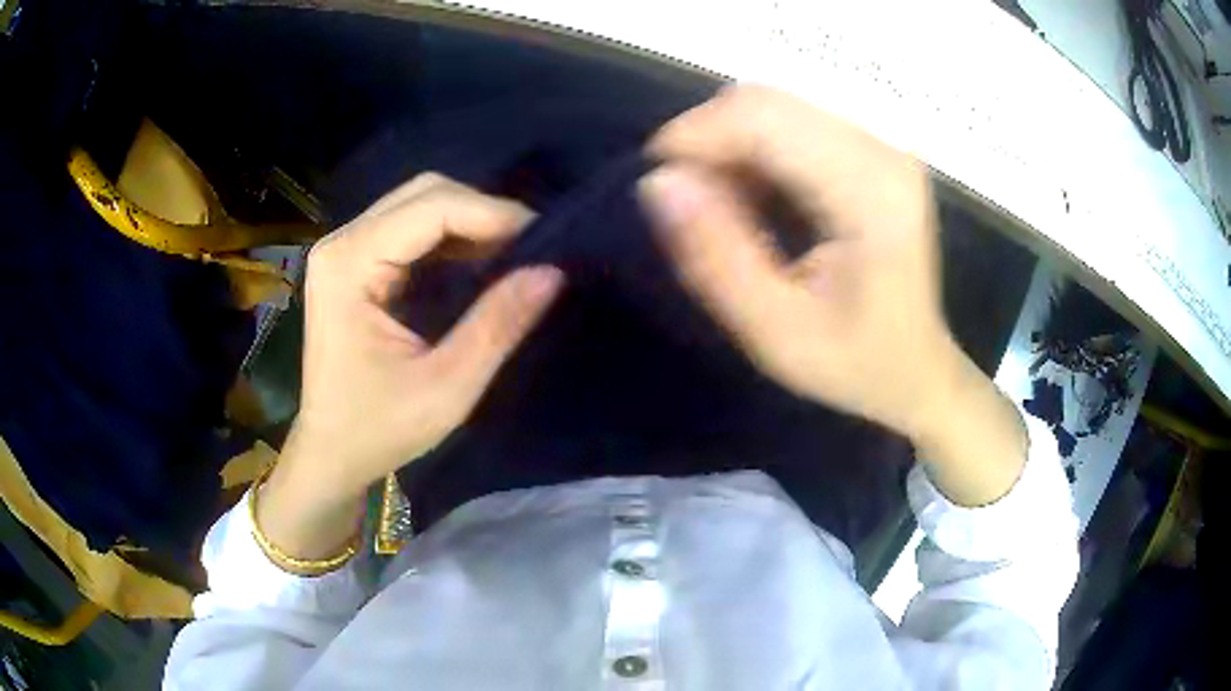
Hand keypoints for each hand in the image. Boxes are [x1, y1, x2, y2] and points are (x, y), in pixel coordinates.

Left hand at [261, 174, 562, 558]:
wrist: (330, 453)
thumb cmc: (377, 430)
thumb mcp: (446, 388)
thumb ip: (497, 326)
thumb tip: (553, 272)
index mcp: (349, 266)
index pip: (432, 208)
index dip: (494, 215)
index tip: (546, 241)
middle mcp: (341, 243)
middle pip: (425, 193)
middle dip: (485, 213)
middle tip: (532, 249)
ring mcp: (344, 249)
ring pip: (420, 204)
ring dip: (471, 222)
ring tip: (515, 254)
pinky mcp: (353, 262)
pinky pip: (411, 227)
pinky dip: (452, 236)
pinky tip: (480, 261)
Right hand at [639, 86, 1026, 505]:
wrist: (917, 369)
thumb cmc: (855, 364)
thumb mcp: (776, 333)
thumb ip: (717, 257)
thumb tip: (659, 181)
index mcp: (871, 193)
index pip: (765, 118)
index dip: (697, 135)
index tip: (659, 184)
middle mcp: (883, 149)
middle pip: (768, 102)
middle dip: (709, 138)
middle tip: (686, 201)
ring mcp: (881, 144)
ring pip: (775, 106)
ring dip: (729, 145)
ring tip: (718, 206)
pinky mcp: (871, 148)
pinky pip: (792, 123)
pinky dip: (754, 150)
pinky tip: (752, 197)